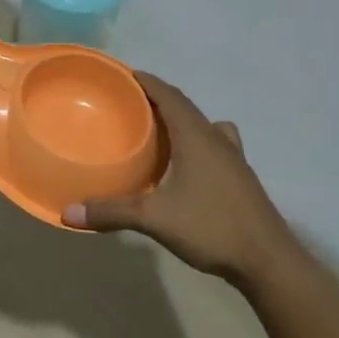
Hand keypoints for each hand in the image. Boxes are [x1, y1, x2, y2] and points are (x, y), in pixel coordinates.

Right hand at [63, 73, 307, 288]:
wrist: (269, 262)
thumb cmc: (212, 227)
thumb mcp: (155, 218)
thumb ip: (112, 212)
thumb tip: (69, 212)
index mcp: (196, 136)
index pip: (170, 95)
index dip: (147, 82)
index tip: (125, 75)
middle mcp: (216, 139)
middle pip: (186, 107)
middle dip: (159, 99)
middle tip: (130, 103)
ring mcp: (234, 159)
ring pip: (204, 125)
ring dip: (181, 120)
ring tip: (158, 131)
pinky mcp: (241, 178)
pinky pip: (216, 145)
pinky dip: (198, 142)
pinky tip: (186, 165)